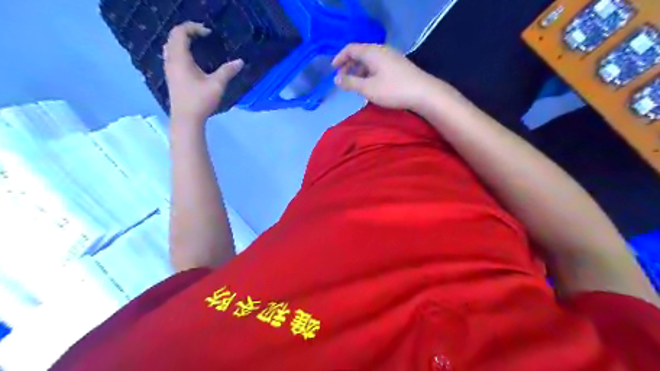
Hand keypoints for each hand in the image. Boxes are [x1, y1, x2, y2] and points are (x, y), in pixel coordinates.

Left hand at [166, 22, 244, 121]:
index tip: (209, 33)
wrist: (186, 119)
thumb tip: (240, 61)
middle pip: (173, 36)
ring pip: (170, 46)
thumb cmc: (200, 101)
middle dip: (187, 31)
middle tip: (203, 35)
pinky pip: (172, 55)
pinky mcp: (171, 76)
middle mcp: (171, 60)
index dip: (193, 27)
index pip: (180, 32)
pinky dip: (180, 50)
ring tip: (197, 44)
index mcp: (180, 58)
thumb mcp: (217, 85)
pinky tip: (192, 59)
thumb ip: (227, 71)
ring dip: (182, 41)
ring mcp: (169, 68)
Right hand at [336, 41, 442, 110]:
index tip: (333, 70)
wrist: (423, 93)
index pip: (350, 49)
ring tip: (355, 85)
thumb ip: (350, 83)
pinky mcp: (397, 65)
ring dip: (359, 71)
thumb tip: (336, 79)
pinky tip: (370, 85)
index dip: (339, 58)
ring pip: (369, 60)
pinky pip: (377, 65)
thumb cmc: (393, 90)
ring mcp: (391, 57)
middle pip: (360, 53)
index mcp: (372, 52)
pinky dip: (369, 73)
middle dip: (349, 65)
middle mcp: (381, 50)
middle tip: (342, 79)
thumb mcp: (368, 88)